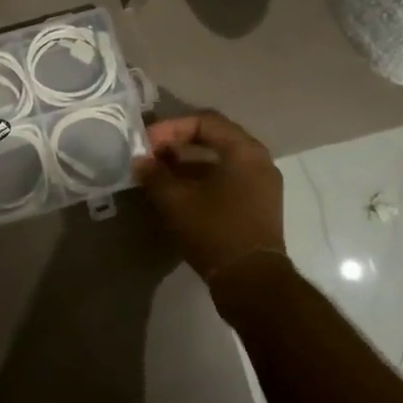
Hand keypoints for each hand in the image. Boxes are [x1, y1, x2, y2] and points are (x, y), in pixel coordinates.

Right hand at [133, 111, 286, 279]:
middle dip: (178, 143)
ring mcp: (261, 183)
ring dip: (187, 162)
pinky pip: (227, 178)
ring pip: (219, 160)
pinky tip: (177, 192)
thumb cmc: (214, 231)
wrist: (251, 281)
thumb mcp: (176, 201)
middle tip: (151, 154)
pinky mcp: (257, 204)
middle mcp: (258, 160)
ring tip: (158, 173)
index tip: (146, 143)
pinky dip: (201, 178)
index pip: (205, 121)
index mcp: (244, 151)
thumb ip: (155, 175)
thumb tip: (140, 161)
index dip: (171, 127)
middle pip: (214, 138)